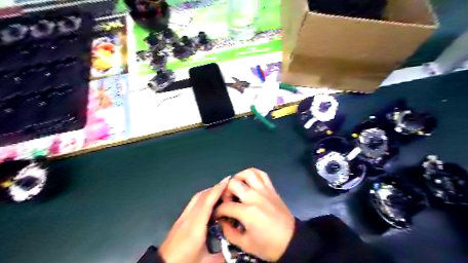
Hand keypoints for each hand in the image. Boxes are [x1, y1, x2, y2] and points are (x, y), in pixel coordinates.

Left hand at [158, 177, 229, 262]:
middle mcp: (188, 218)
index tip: (227, 181)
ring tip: (220, 191)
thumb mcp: (206, 262)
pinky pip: (193, 203)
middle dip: (215, 188)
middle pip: (201, 196)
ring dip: (209, 192)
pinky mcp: (179, 220)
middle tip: (228, 185)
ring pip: (196, 198)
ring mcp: (182, 218)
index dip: (217, 189)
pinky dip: (203, 198)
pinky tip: (209, 202)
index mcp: (196, 227)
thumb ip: (223, 255)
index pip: (207, 202)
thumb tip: (237, 250)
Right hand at [215, 168, 293, 262]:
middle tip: (227, 201)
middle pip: (233, 184)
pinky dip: (253, 174)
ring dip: (239, 178)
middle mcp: (255, 197)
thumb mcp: (245, 245)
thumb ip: (229, 232)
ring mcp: (264, 190)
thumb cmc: (268, 245)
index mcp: (247, 212)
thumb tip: (221, 221)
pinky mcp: (271, 189)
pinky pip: (262, 174)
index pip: (226, 206)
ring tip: (236, 187)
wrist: (291, 241)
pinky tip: (249, 181)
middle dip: (225, 192)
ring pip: (248, 173)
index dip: (218, 211)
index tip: (218, 215)